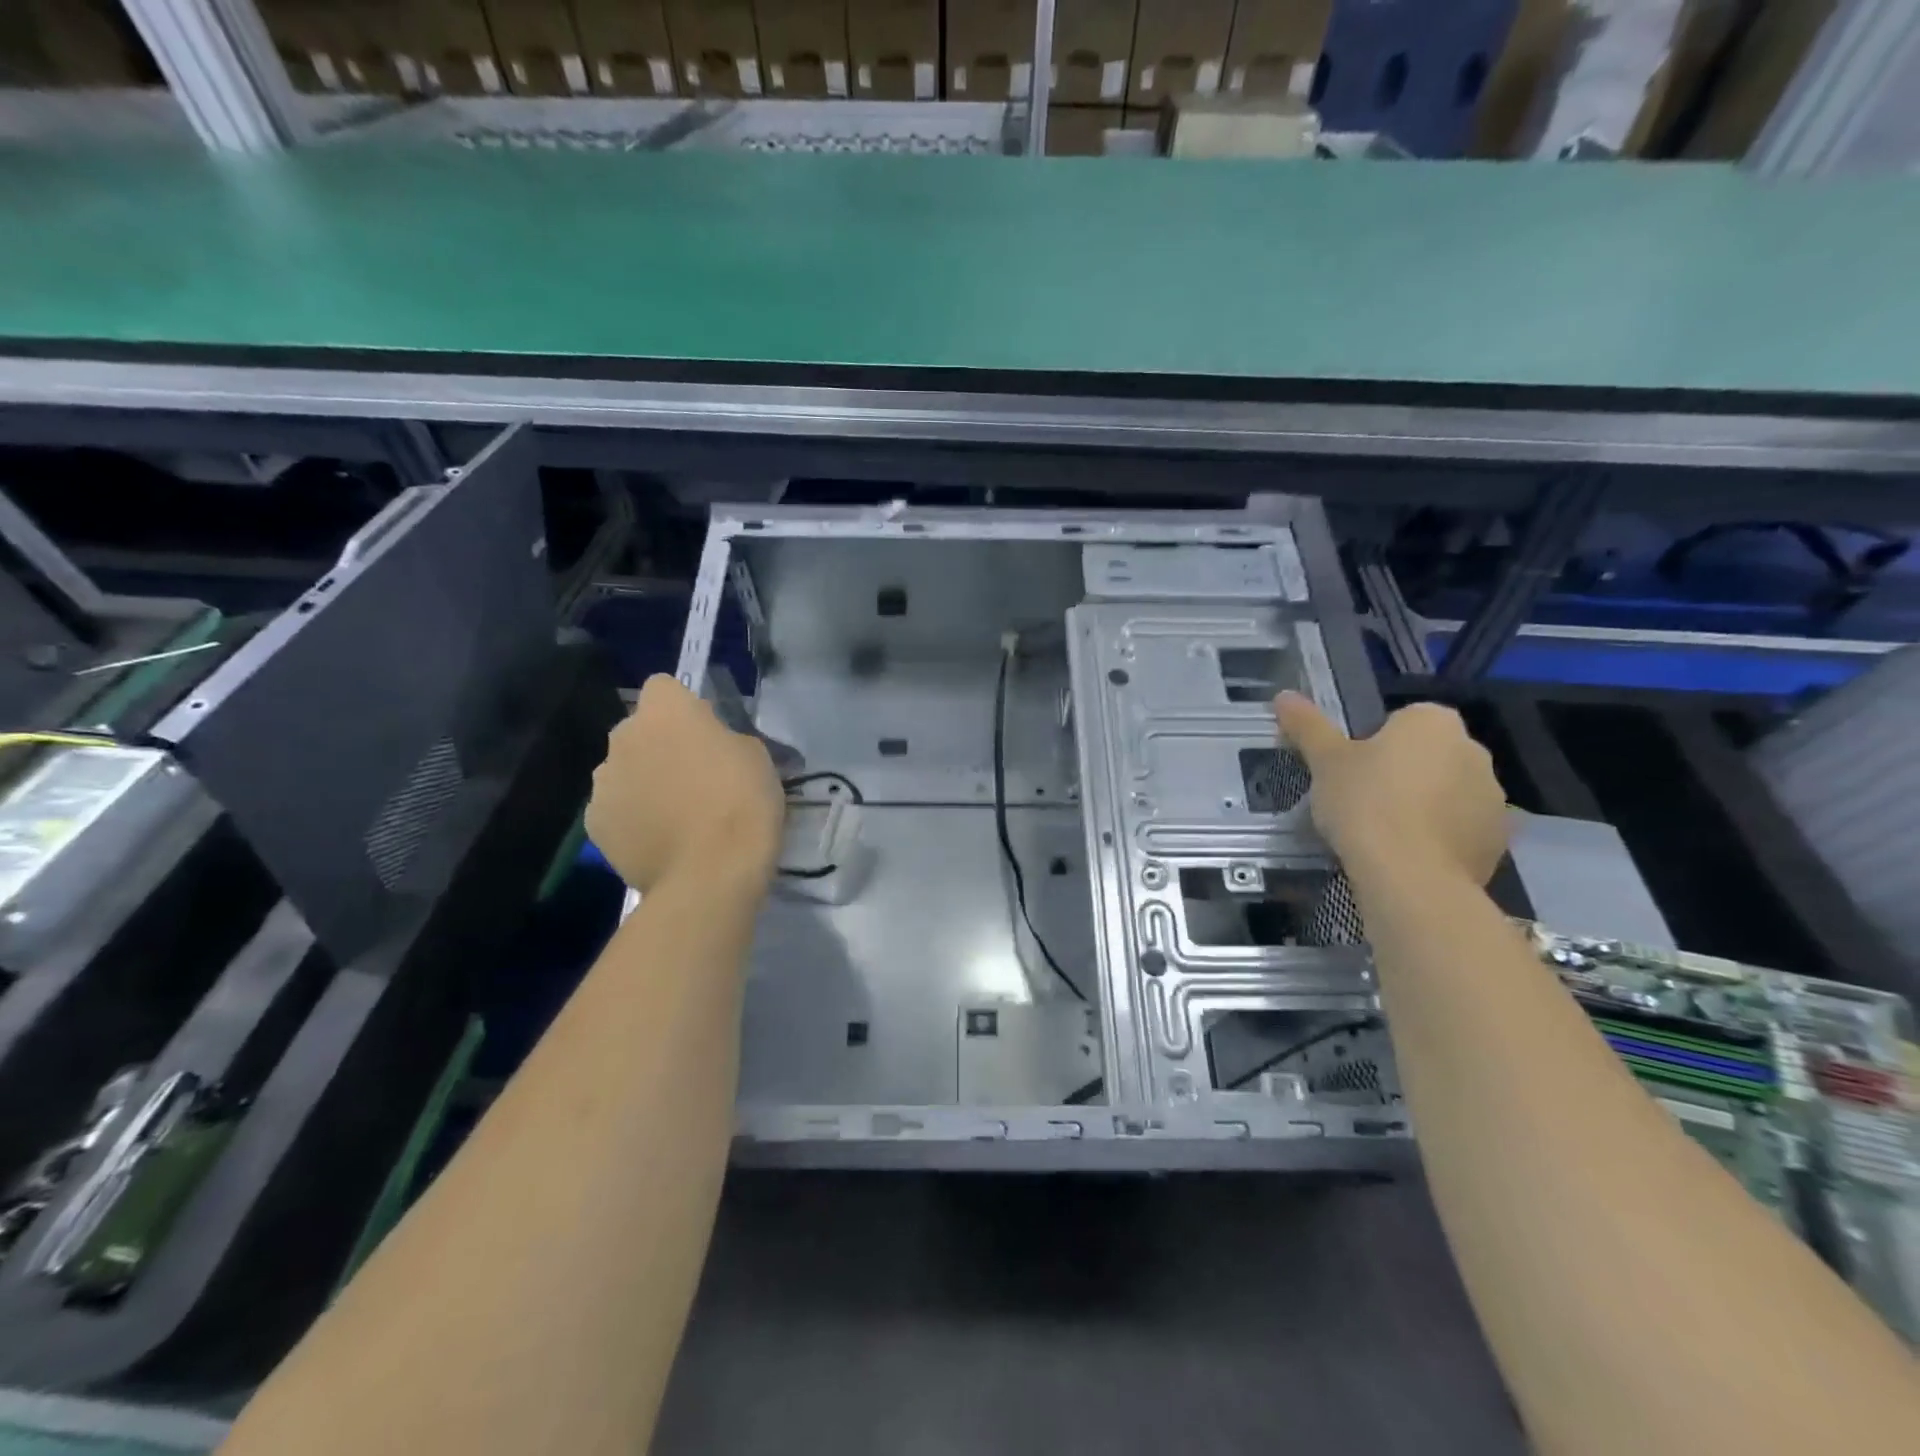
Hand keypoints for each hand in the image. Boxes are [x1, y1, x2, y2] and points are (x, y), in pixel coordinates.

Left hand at [585, 675, 783, 892]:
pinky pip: (615, 808)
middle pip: (639, 730)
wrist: (710, 874)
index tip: (706, 733)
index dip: (684, 708)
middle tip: (695, 776)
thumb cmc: (742, 803)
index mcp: (665, 712)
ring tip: (676, 815)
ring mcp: (603, 782)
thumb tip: (711, 746)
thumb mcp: (756, 756)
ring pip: (624, 769)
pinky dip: (633, 818)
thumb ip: (724, 739)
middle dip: (660, 745)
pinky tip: (660, 840)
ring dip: (644, 781)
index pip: (663, 686)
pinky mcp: (595, 824)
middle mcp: (623, 737)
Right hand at [1274, 692, 1508, 886]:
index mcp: (1434, 722)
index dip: (1372, 745)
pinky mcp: (1497, 841)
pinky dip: (1438, 838)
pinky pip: (1460, 830)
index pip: (1401, 721)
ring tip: (1383, 835)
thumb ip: (1308, 726)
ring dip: (1422, 806)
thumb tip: (1283, 696)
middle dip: (1401, 774)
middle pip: (1427, 756)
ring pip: (1446, 793)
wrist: (1410, 876)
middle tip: (1361, 802)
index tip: (1351, 771)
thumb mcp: (1325, 761)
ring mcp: (1493, 798)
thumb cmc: (1364, 803)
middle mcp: (1474, 751)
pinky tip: (1407, 856)